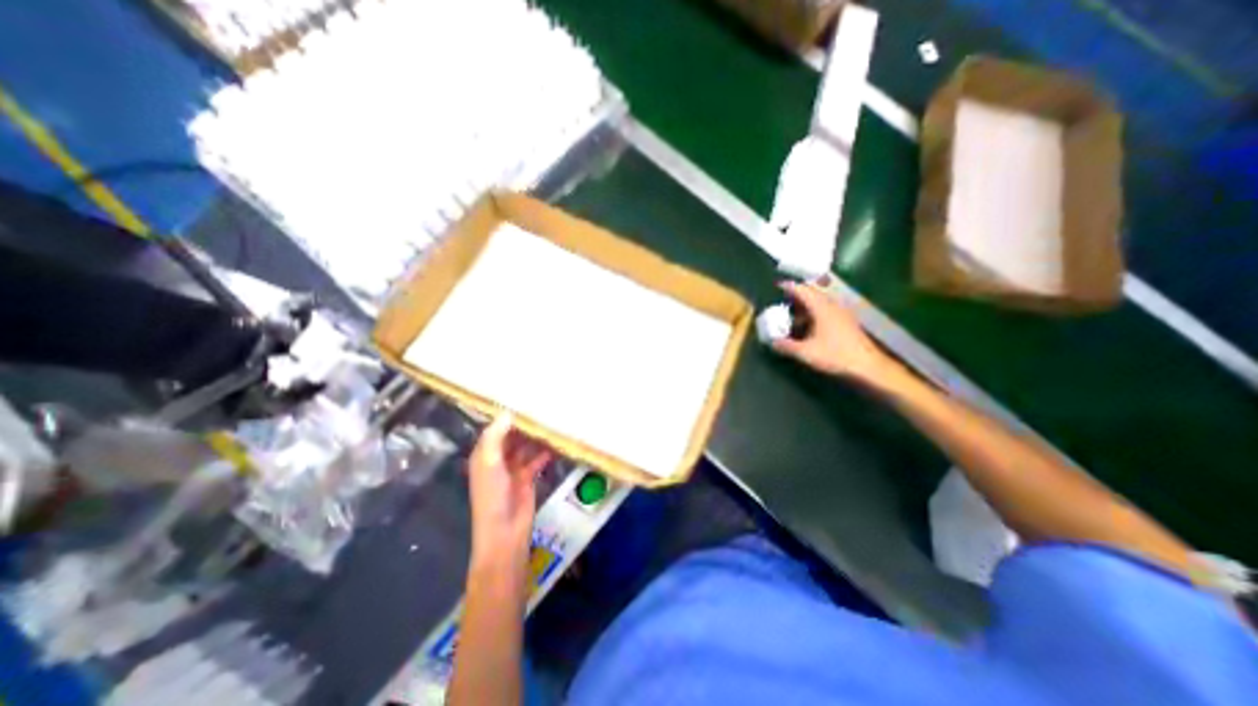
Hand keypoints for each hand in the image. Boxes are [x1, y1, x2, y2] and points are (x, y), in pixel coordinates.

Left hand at [467, 415, 552, 567]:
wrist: (505, 532)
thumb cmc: (492, 496)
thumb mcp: (489, 463)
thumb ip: (496, 437)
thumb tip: (508, 412)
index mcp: (484, 454)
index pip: (496, 428)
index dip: (508, 415)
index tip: (525, 399)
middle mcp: (498, 458)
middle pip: (513, 436)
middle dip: (526, 424)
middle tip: (544, 407)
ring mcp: (514, 468)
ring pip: (527, 446)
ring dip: (537, 436)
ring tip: (553, 420)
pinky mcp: (528, 477)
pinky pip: (537, 458)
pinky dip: (546, 451)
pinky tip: (558, 442)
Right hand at [773, 278, 887, 381]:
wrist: (867, 365)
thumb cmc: (835, 355)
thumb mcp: (806, 352)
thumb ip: (786, 346)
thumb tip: (772, 342)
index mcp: (821, 308)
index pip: (803, 290)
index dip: (789, 287)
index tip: (777, 286)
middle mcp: (832, 305)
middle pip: (812, 293)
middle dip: (796, 295)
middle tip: (782, 300)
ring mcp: (841, 313)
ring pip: (820, 302)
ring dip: (805, 306)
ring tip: (792, 315)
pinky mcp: (846, 322)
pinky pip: (826, 310)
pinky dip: (814, 313)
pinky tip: (808, 326)